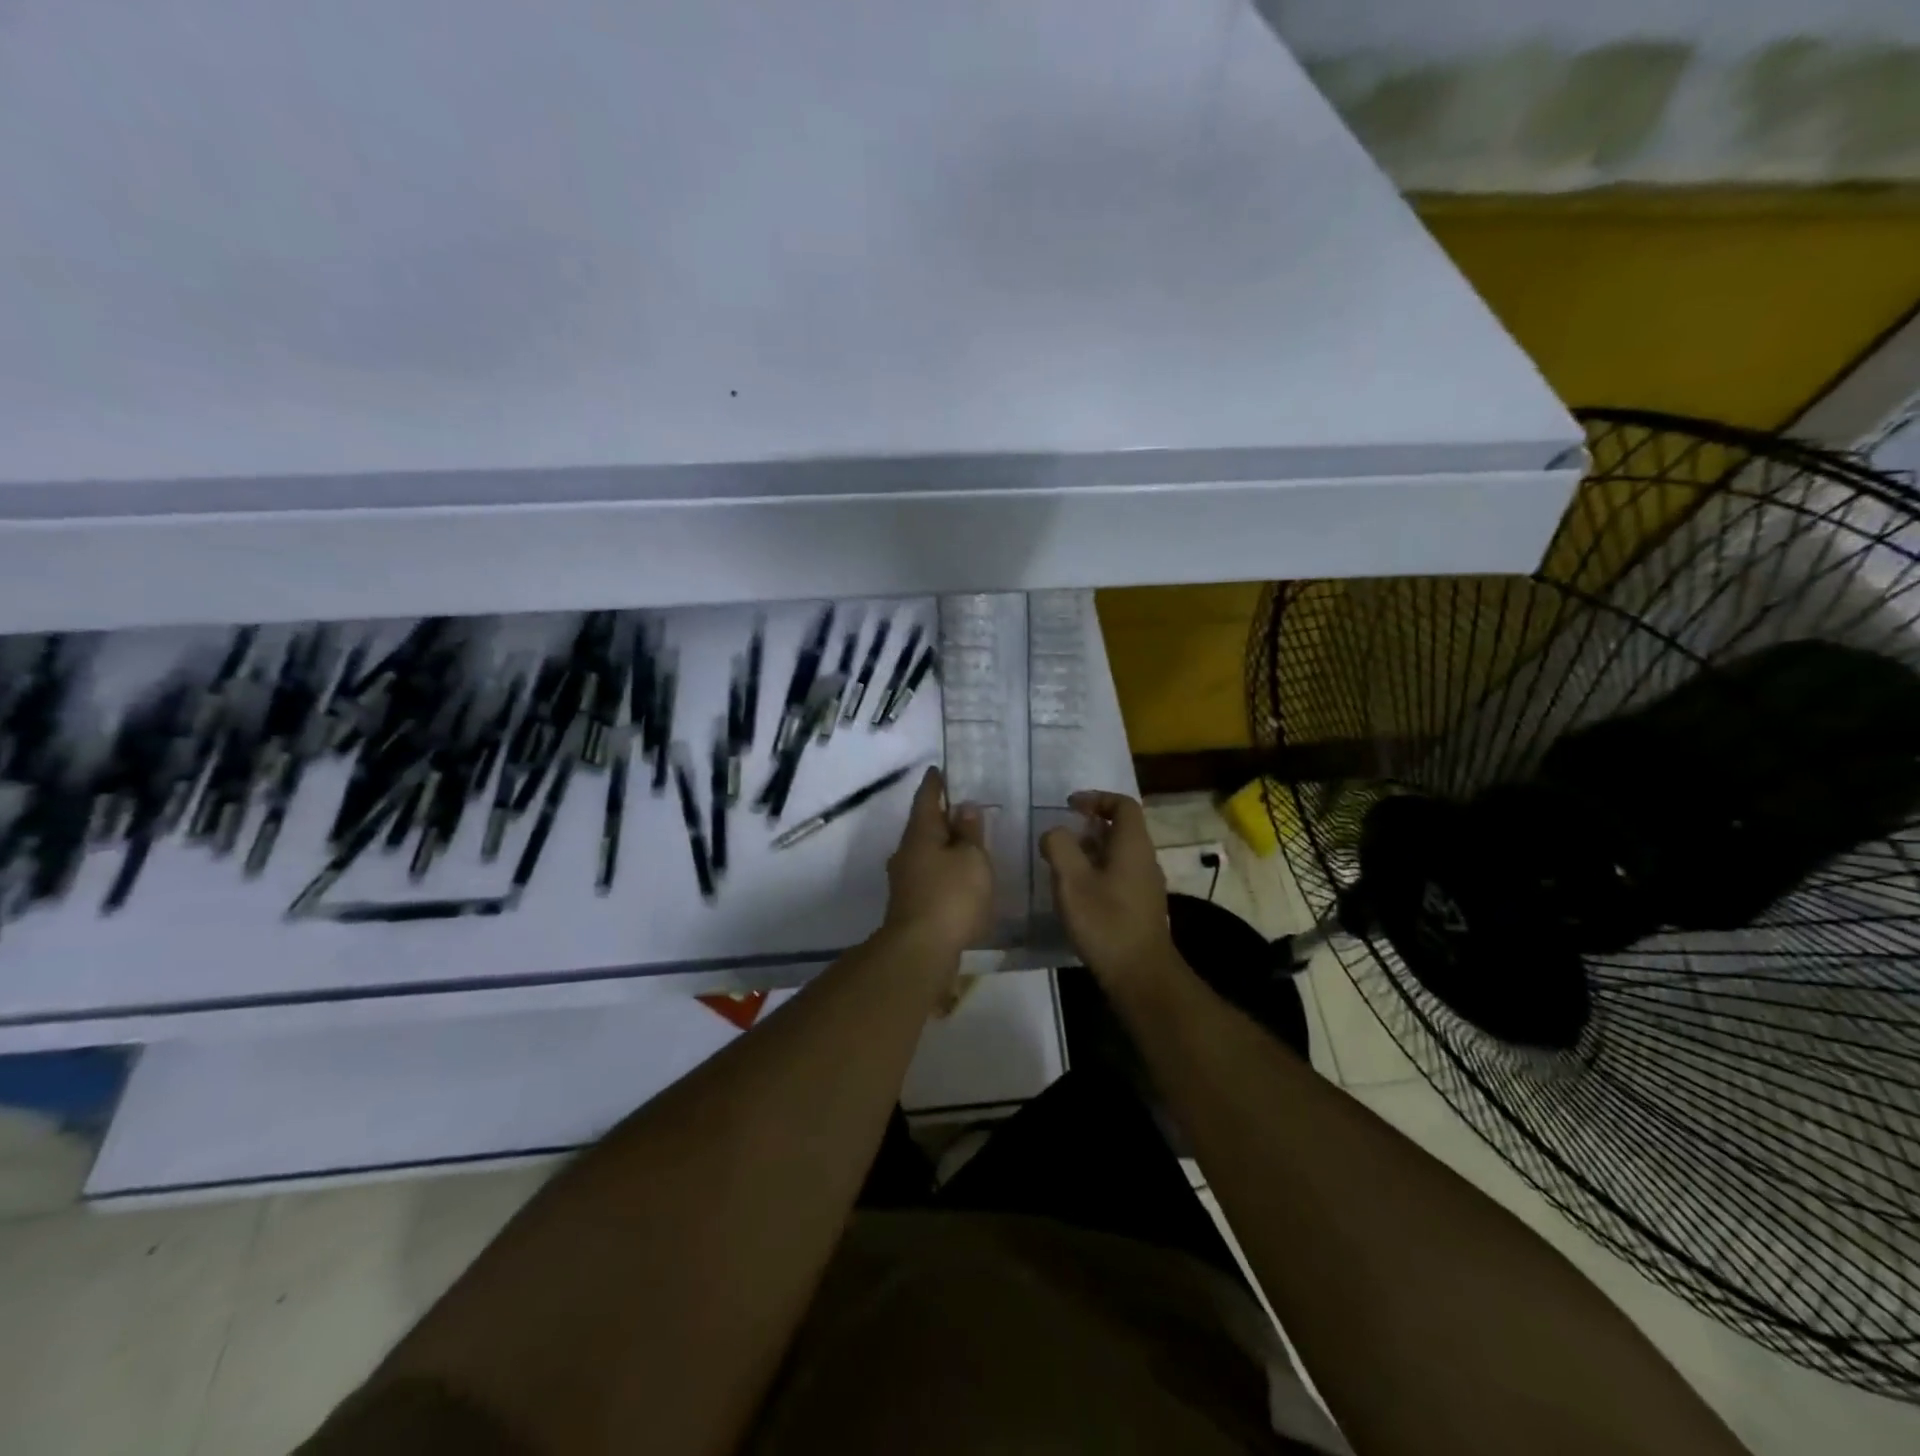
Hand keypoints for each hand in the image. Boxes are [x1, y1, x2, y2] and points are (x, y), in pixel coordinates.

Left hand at [882, 768, 993, 959]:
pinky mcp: (911, 904)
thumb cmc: (951, 896)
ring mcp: (905, 880)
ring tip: (966, 843)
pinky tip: (959, 878)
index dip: (935, 784)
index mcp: (920, 834)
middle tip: (962, 807)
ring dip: (943, 846)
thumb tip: (963, 807)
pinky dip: (944, 870)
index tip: (938, 770)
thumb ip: (969, 832)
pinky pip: (929, 875)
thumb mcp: (971, 859)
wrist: (920, 951)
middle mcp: (906, 852)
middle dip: (941, 816)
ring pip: (925, 852)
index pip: (927, 799)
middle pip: (924, 826)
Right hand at [1040, 790, 1178, 990]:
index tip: (1069, 806)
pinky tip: (1077, 891)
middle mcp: (1145, 859)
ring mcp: (1146, 884)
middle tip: (1061, 834)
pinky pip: (1120, 874)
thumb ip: (1059, 847)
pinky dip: (1098, 870)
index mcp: (1133, 845)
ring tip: (1063, 862)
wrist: (1140, 974)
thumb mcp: (1072, 880)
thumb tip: (1054, 833)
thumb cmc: (1105, 922)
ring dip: (1092, 849)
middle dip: (1090, 825)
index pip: (1123, 804)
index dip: (1097, 798)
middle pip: (1121, 828)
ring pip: (1119, 853)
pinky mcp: (1141, 906)